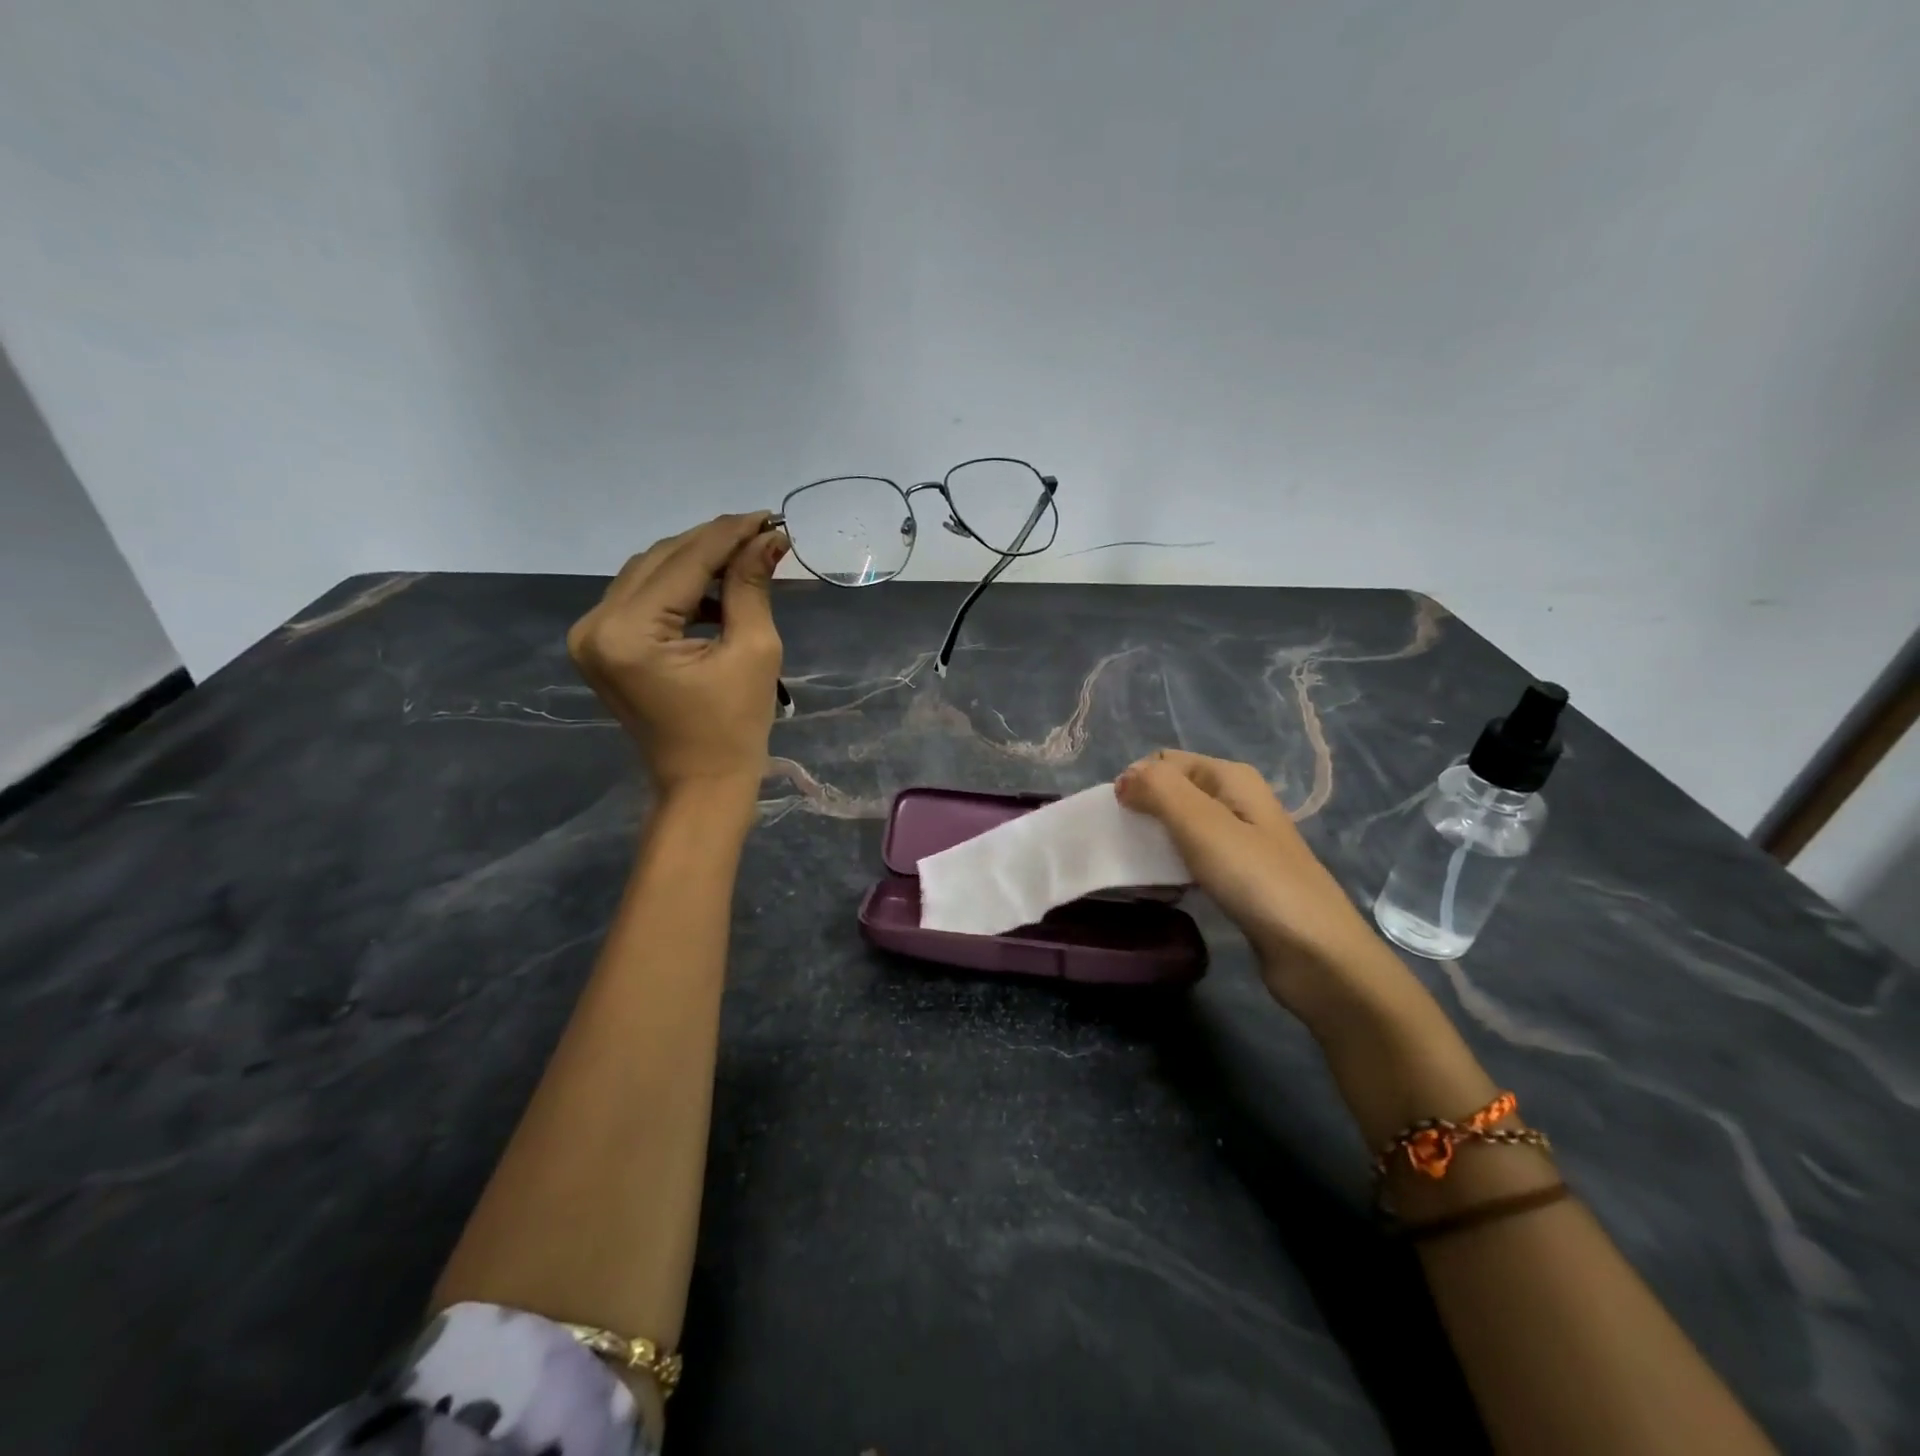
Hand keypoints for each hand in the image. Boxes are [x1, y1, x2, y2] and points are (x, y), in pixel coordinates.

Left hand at [567, 513, 787, 796]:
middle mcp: (595, 625)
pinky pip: (641, 598)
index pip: (683, 562)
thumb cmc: (735, 728)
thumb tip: (768, 539)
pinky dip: (678, 589)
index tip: (768, 517)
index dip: (729, 535)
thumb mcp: (753, 651)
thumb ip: (751, 587)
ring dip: (695, 563)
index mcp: (628, 633)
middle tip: (761, 534)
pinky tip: (715, 593)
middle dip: (712, 544)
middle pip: (659, 560)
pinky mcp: (600, 646)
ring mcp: (591, 636)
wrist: (701, 784)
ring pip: (648, 574)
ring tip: (744, 561)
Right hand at [1116, 750, 1401, 1018]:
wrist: (1315, 953)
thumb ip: (1158, 790)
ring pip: (1181, 828)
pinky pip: (1193, 859)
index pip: (1165, 761)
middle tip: (1122, 844)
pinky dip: (1173, 868)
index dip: (1137, 782)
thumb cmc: (1255, 879)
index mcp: (1231, 778)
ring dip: (1155, 842)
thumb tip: (1124, 778)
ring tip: (1136, 867)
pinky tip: (1163, 888)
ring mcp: (1241, 841)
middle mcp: (1237, 801)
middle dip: (1142, 812)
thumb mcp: (1201, 823)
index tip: (1119, 818)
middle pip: (1173, 793)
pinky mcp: (1239, 877)